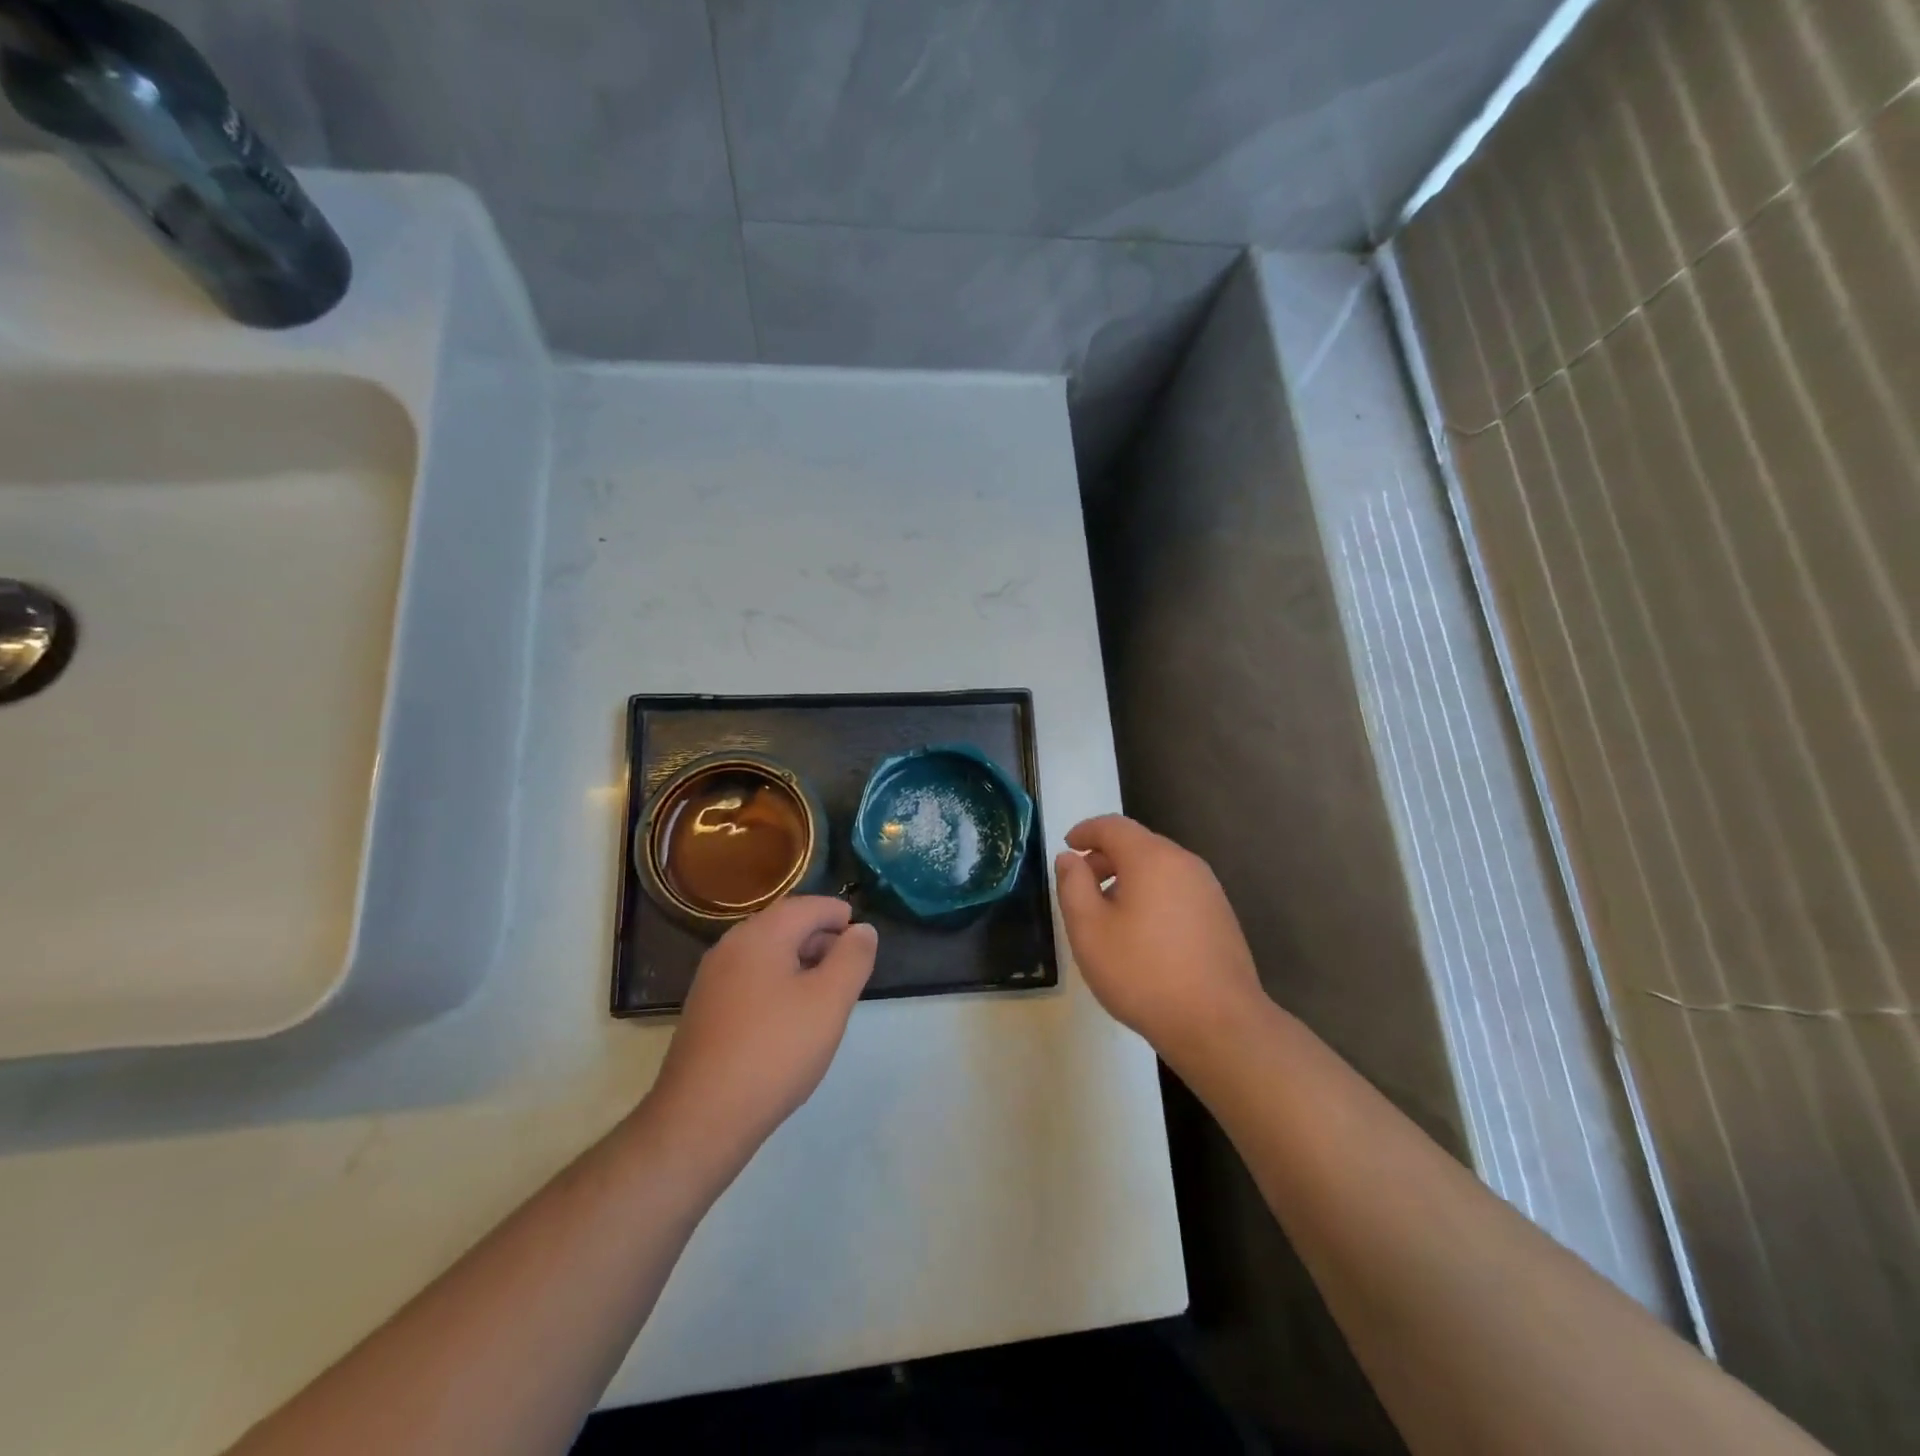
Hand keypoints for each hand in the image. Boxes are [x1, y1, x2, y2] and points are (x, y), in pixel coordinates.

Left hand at [649, 897, 878, 1156]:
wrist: (702, 1118)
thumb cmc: (775, 1050)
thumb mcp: (830, 1001)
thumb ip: (852, 958)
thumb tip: (863, 930)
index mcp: (760, 935)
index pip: (807, 906)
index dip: (839, 915)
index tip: (862, 936)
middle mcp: (730, 947)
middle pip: (784, 926)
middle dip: (821, 938)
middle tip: (850, 966)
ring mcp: (712, 980)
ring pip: (766, 954)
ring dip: (800, 962)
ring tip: (827, 992)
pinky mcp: (705, 1011)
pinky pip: (750, 979)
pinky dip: (777, 983)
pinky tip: (791, 1017)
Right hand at [1054, 815, 1265, 1072]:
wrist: (1218, 1023)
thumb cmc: (1143, 972)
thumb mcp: (1089, 930)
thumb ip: (1073, 886)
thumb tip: (1070, 858)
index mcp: (1152, 858)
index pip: (1113, 826)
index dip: (1085, 831)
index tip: (1067, 846)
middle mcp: (1184, 863)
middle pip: (1139, 844)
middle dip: (1106, 857)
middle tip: (1081, 884)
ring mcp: (1209, 890)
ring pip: (1160, 868)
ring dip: (1129, 878)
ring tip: (1108, 913)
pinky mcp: (1220, 916)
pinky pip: (1177, 890)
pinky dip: (1152, 895)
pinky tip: (1142, 933)